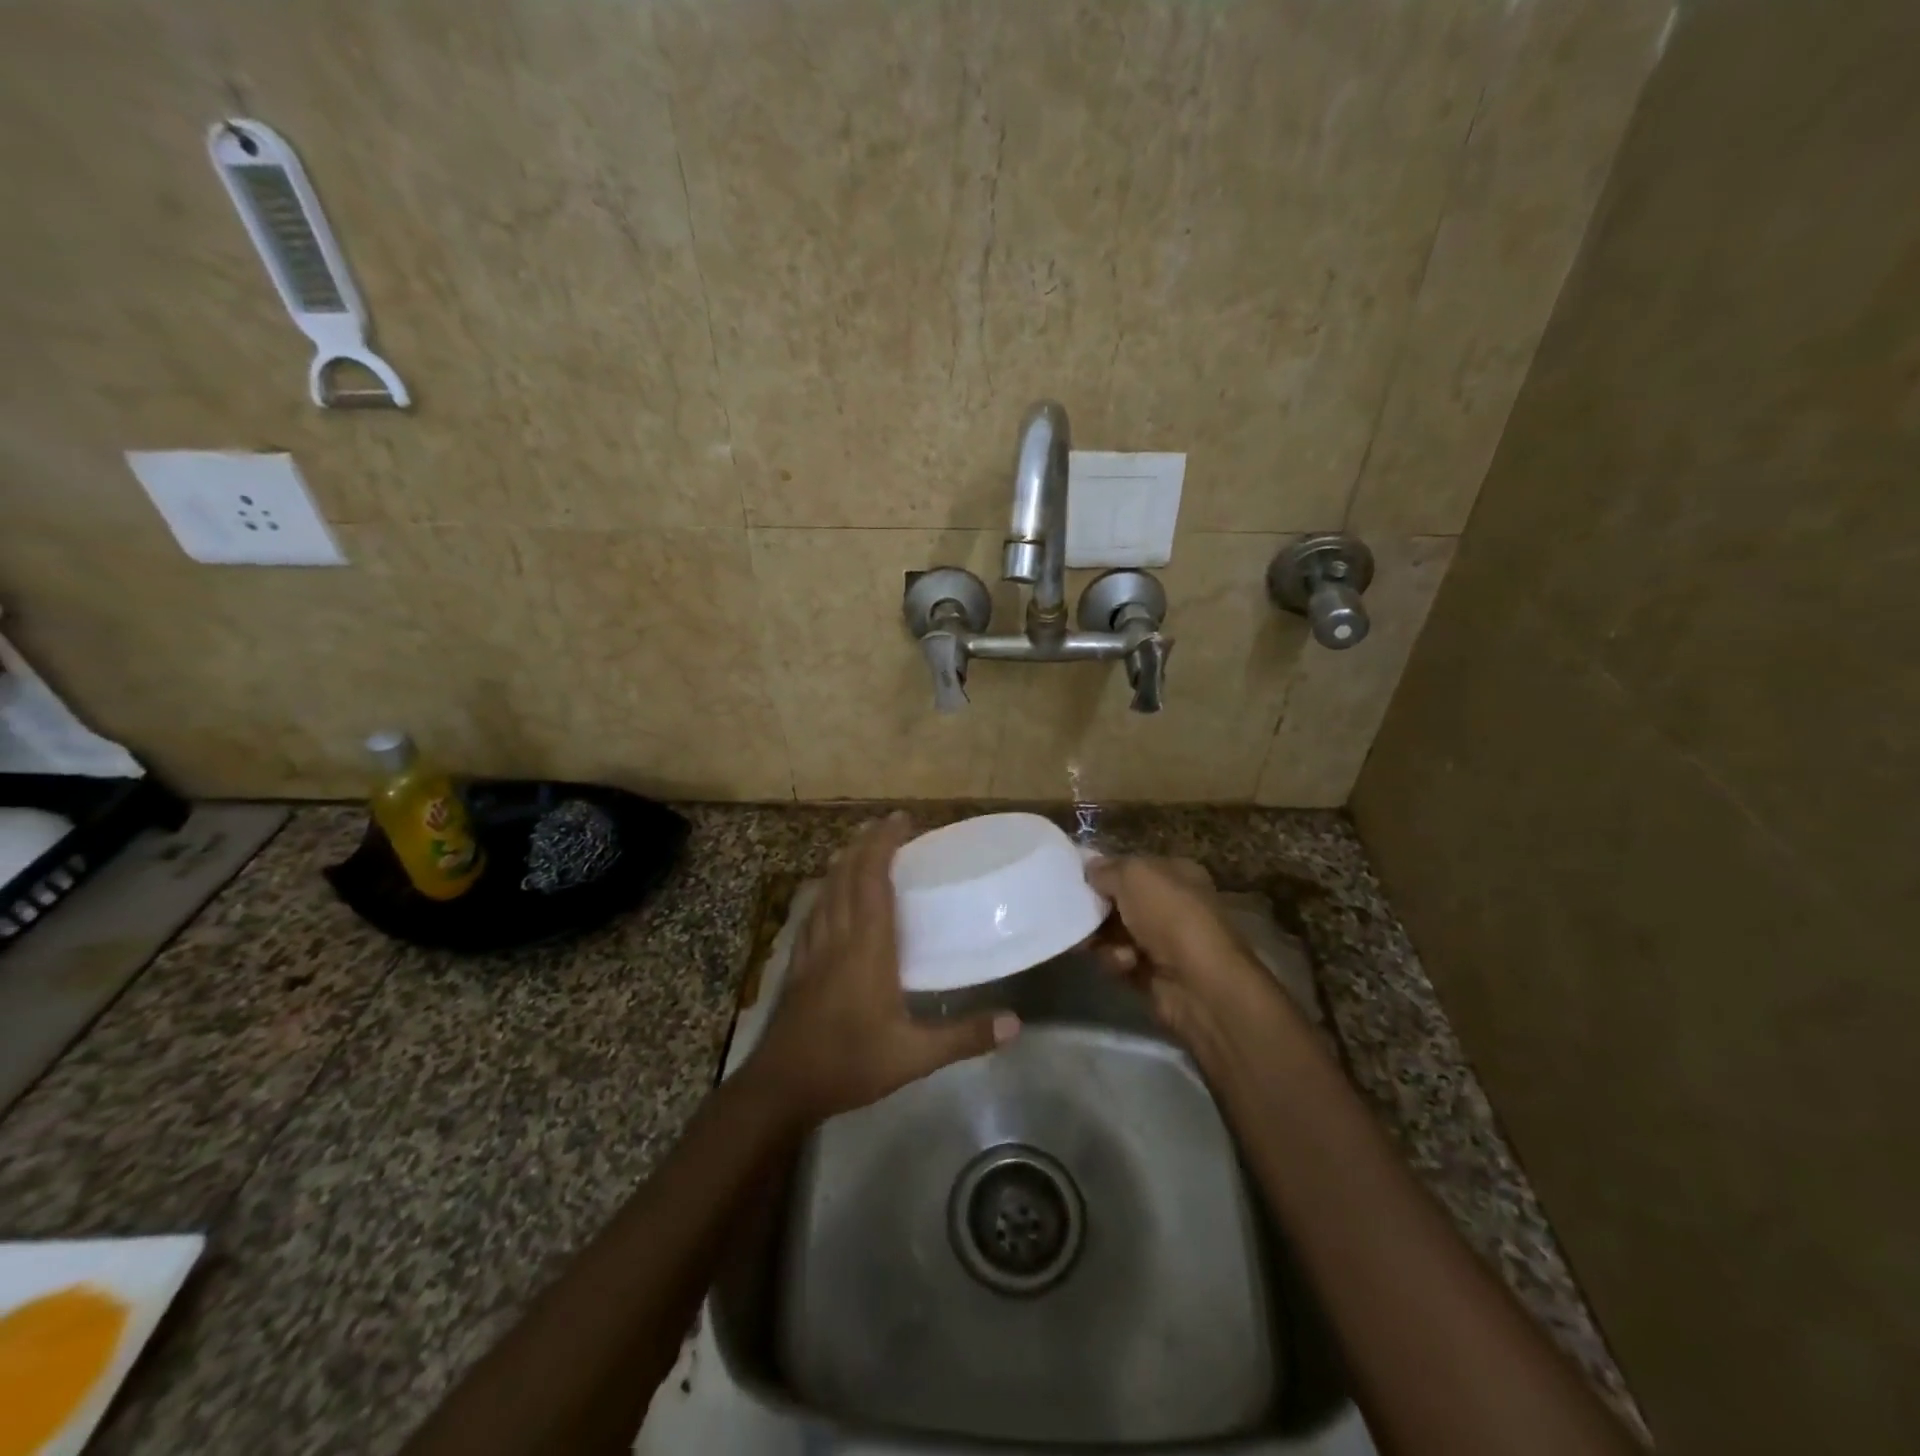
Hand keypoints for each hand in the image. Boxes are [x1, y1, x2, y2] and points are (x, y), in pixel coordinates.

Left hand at [747, 814, 1019, 1126]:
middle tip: (887, 825)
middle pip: (847, 875)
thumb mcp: (913, 1056)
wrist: (782, 1086)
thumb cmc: (849, 1063)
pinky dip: (825, 891)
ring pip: (826, 890)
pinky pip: (813, 912)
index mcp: (867, 946)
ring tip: (861, 849)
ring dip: (844, 862)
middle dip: (865, 843)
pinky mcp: (798, 963)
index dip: (884, 844)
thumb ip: (964, 1037)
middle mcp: (838, 936)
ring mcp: (813, 948)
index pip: (873, 880)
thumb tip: (1015, 1024)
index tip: (901, 819)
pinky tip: (828, 897)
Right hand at [1085, 855, 1293, 1061]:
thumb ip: (1106, 869)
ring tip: (1097, 944)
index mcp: (1176, 874)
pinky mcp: (1154, 973)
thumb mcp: (1133, 876)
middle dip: (1097, 908)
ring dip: (1103, 938)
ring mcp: (1164, 941)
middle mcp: (1172, 904)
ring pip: (1115, 933)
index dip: (1104, 871)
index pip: (1132, 866)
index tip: (1076, 879)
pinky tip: (1125, 965)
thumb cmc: (1169, 916)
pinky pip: (1121, 961)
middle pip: (1120, 901)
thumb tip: (1089, 869)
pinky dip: (1117, 962)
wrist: (1199, 983)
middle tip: (1075, 912)